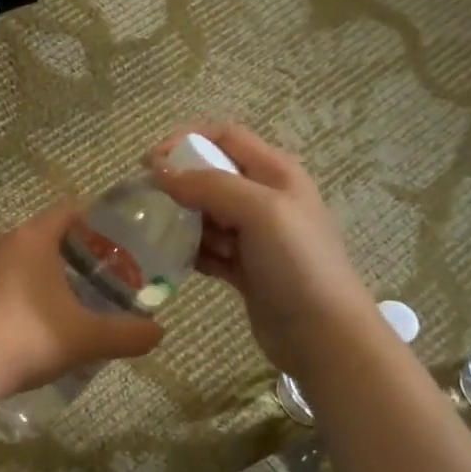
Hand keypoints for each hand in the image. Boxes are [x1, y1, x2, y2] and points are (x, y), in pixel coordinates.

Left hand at [0, 204, 164, 403]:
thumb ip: (128, 334)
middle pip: (46, 236)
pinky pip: (6, 283)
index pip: (68, 212)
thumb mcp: (88, 338)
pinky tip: (42, 321)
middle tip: (106, 275)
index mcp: (32, 238)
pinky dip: (27, 293)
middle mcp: (4, 244)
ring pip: (24, 261)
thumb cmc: (31, 337)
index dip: (96, 223)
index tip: (120, 243)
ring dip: (49, 275)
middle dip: (76, 253)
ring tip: (77, 299)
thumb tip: (159, 334)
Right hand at [150, 125, 374, 376]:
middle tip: (147, 204)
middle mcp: (265, 198)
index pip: (225, 137)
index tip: (150, 163)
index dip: (186, 141)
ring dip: (182, 221)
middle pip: (211, 176)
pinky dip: (191, 252)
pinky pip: (208, 250)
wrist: (323, 334)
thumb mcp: (260, 211)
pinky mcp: (244, 269)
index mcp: (276, 173)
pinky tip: (172, 262)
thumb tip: (160, 173)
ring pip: (206, 215)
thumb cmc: (298, 264)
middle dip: (179, 185)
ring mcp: (255, 236)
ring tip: (157, 236)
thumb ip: (210, 186)